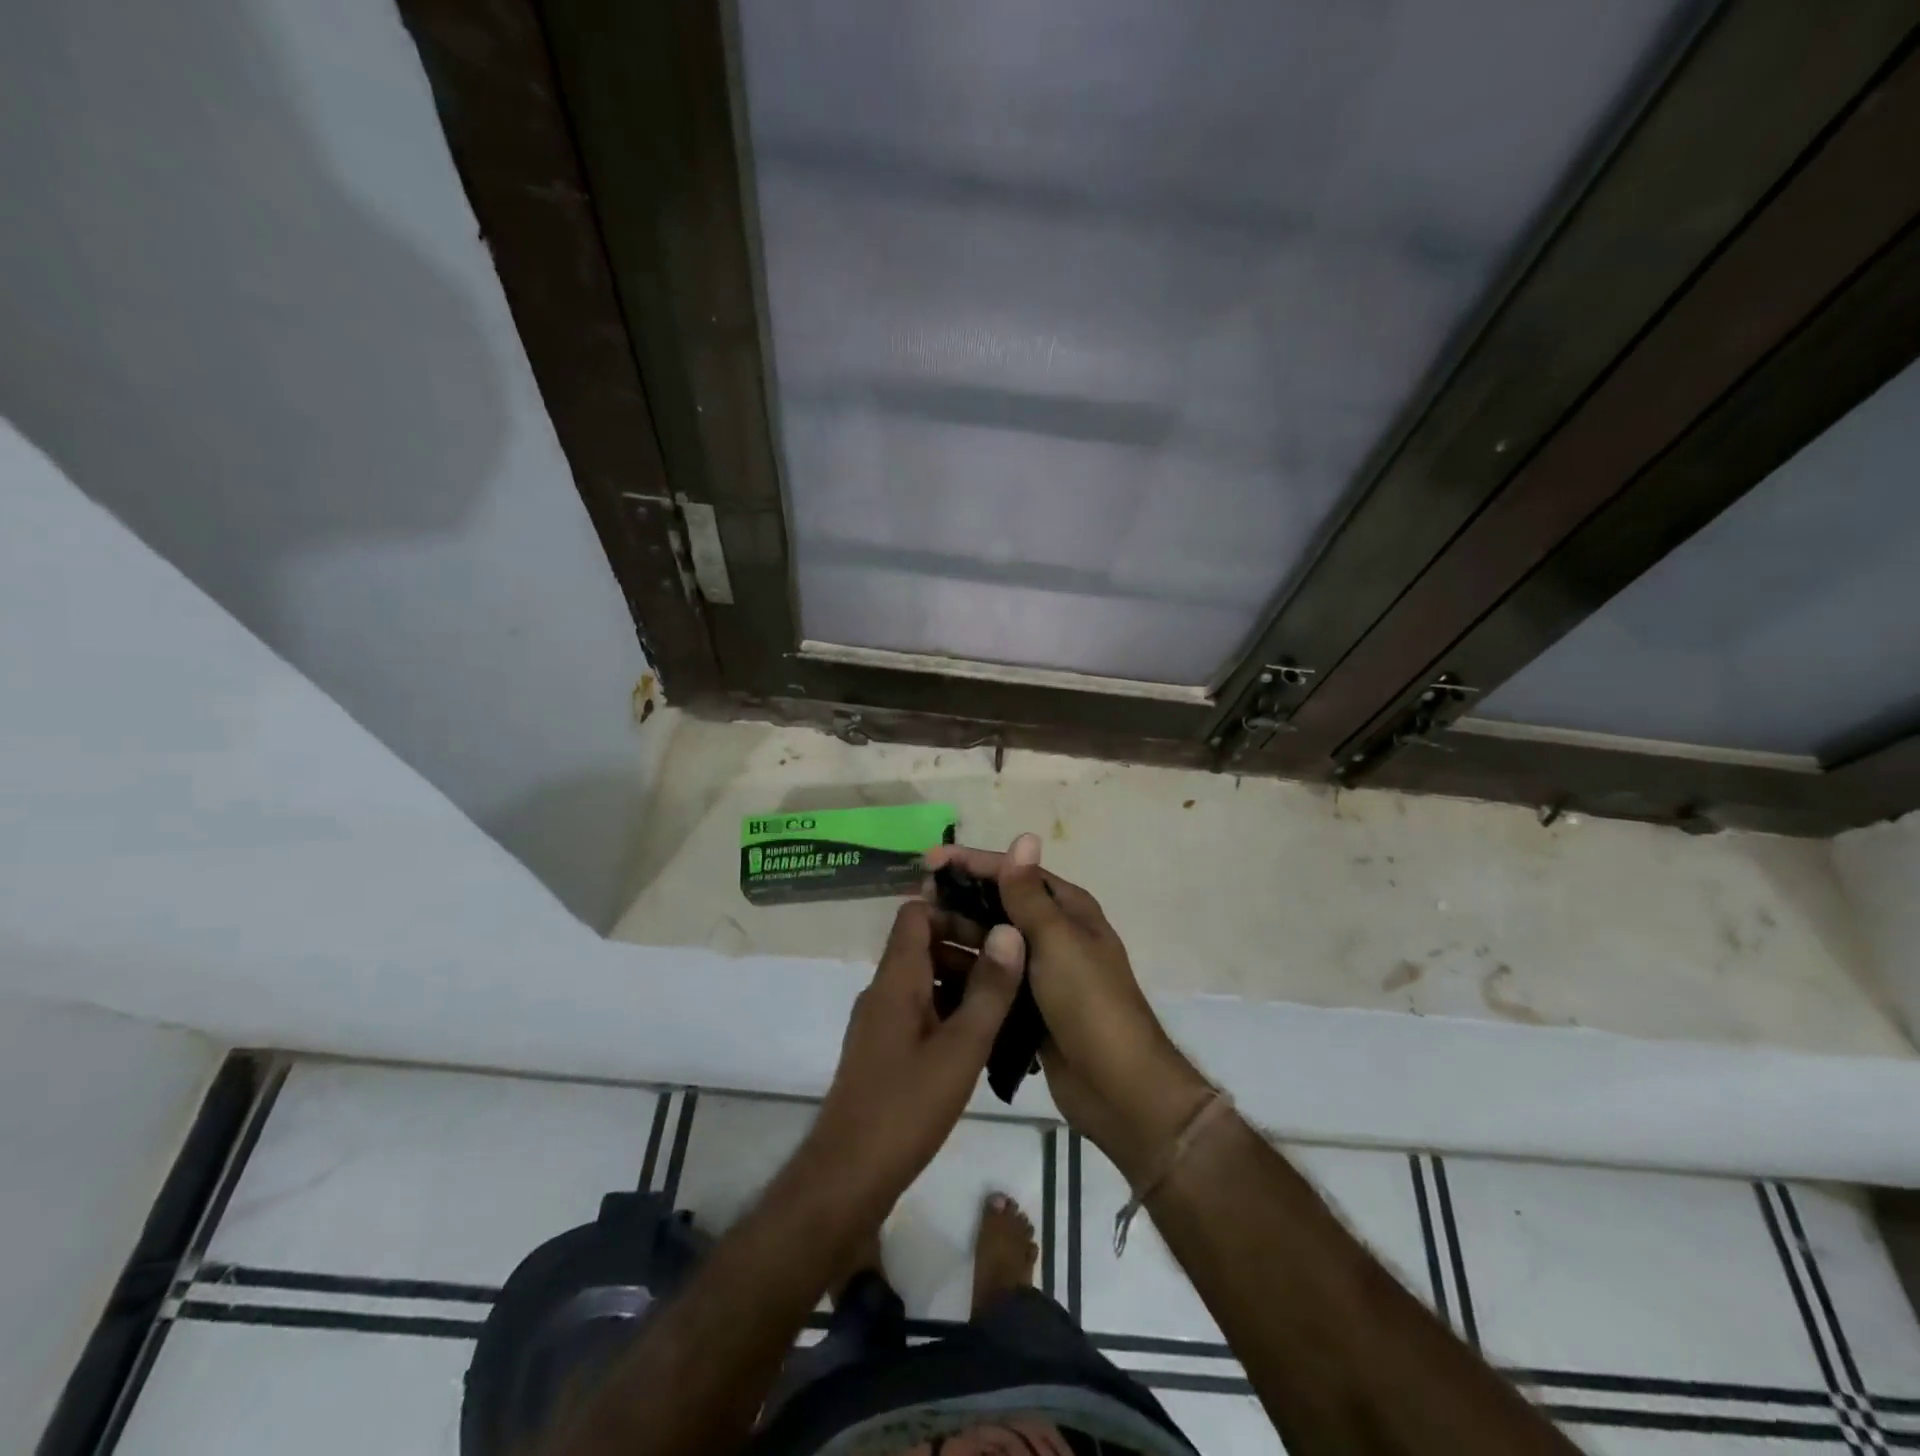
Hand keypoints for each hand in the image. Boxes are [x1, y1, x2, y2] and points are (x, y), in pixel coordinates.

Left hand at [804, 901, 1023, 1215]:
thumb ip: (988, 990)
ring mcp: (881, 1022)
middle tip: (1014, 969)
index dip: (954, 910)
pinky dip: (950, 1012)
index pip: (916, 914)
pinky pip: (921, 1011)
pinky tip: (983, 1040)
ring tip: (1009, 1003)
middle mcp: (884, 991)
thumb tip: (1010, 931)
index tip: (996, 927)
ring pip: (925, 980)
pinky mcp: (885, 1050)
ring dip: (963, 983)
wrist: (848, 1176)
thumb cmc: (907, 1106)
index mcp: (896, 979)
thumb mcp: (961, 1047)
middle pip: (923, 944)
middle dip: (968, 948)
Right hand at [924, 835, 1210, 1179]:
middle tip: (914, 900)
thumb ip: (1029, 894)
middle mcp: (1054, 934)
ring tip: (914, 936)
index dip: (972, 863)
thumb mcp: (1057, 940)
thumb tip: (1025, 835)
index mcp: (1068, 910)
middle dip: (959, 900)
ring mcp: (1040, 973)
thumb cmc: (1088, 1002)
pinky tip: (930, 973)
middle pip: (998, 906)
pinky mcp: (1028, 1007)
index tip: (929, 860)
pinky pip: (990, 979)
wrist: (1117, 1087)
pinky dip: (965, 973)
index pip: (1014, 873)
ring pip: (991, 944)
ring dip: (956, 936)